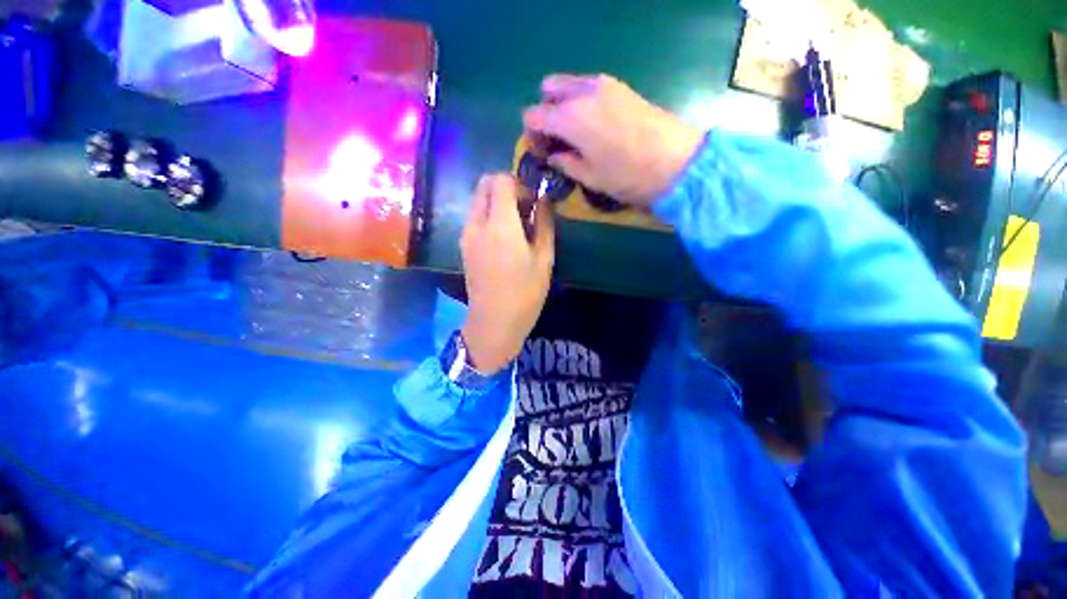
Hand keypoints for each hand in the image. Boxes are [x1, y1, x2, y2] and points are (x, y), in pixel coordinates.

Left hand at [460, 174, 554, 373]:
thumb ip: (544, 223)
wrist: (494, 322)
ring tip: (517, 226)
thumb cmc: (525, 293)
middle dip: (506, 187)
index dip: (520, 184)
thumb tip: (543, 201)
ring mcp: (466, 234)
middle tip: (525, 209)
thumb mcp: (544, 258)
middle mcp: (477, 223)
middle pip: (484, 184)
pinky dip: (489, 216)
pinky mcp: (463, 245)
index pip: (501, 180)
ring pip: (478, 200)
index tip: (533, 202)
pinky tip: (505, 239)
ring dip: (497, 202)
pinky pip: (475, 217)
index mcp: (500, 224)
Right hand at [523, 74, 703, 206]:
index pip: (533, 115)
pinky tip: (594, 125)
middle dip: (546, 113)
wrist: (677, 161)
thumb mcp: (589, 177)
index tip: (541, 152)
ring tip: (576, 134)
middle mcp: (582, 93)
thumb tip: (552, 155)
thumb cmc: (627, 176)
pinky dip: (582, 101)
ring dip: (564, 105)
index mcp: (569, 117)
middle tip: (557, 139)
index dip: (532, 135)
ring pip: (569, 84)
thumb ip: (564, 162)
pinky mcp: (620, 86)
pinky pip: (588, 86)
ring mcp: (603, 85)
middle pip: (548, 90)